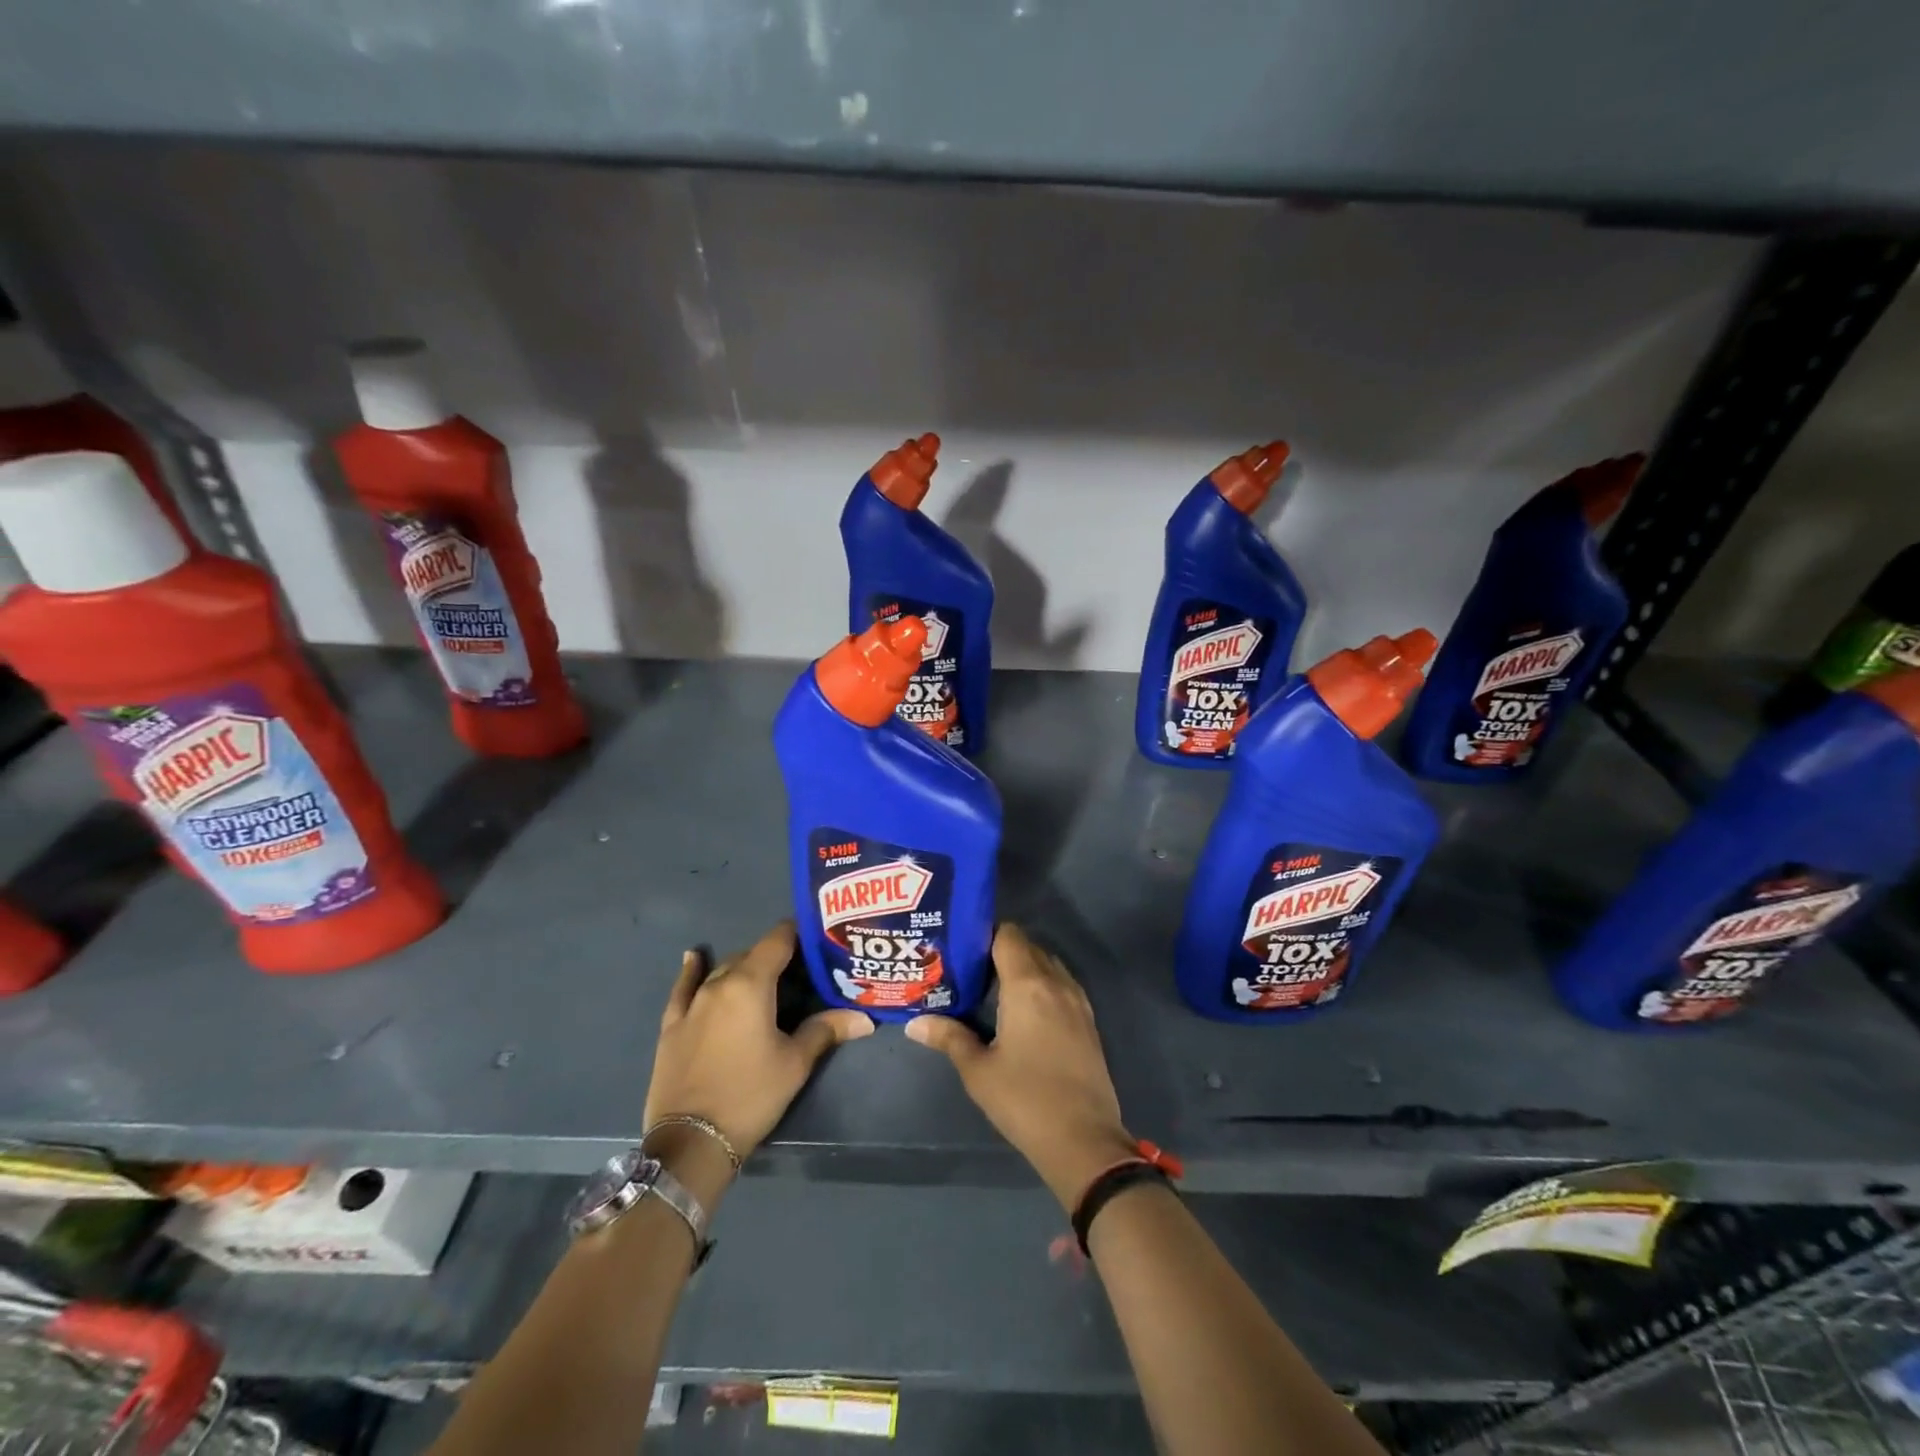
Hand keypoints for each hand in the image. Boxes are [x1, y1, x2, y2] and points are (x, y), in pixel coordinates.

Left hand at [644, 922, 872, 1201]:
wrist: (691, 1142)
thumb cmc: (751, 1095)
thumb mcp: (795, 1063)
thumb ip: (826, 1030)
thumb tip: (865, 1017)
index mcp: (751, 984)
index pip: (778, 941)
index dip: (798, 932)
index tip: (816, 935)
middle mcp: (720, 983)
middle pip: (751, 955)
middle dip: (775, 956)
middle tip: (800, 970)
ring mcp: (692, 1003)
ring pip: (722, 970)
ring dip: (744, 968)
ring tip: (764, 976)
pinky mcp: (672, 1025)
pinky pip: (683, 988)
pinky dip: (691, 971)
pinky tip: (693, 957)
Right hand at [906, 924, 1136, 1209]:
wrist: (1084, 1140)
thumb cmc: (1025, 1100)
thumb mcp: (978, 1070)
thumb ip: (949, 1037)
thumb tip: (915, 1022)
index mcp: (1027, 984)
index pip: (1008, 934)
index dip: (984, 934)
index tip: (961, 948)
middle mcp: (1056, 982)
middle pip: (1028, 946)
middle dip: (999, 950)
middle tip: (969, 970)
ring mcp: (1077, 1000)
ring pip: (1047, 964)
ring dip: (1023, 967)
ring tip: (993, 988)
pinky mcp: (1088, 1020)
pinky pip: (1061, 984)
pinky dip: (1042, 984)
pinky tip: (1022, 1011)